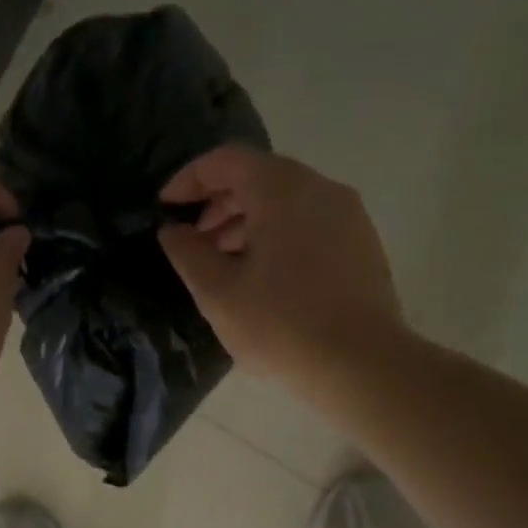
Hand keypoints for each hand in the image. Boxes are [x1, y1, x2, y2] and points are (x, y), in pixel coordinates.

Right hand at [158, 146, 403, 384]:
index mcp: (282, 189)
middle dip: (220, 204)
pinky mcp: (363, 246)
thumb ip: (188, 253)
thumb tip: (173, 231)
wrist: (363, 366)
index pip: (226, 160)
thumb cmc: (281, 326)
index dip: (189, 179)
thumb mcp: (219, 293)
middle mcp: (320, 189)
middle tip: (195, 241)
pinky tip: (266, 279)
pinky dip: (279, 237)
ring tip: (225, 264)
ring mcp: (349, 216)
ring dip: (249, 223)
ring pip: (288, 203)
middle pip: (260, 178)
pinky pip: (311, 225)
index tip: (165, 207)